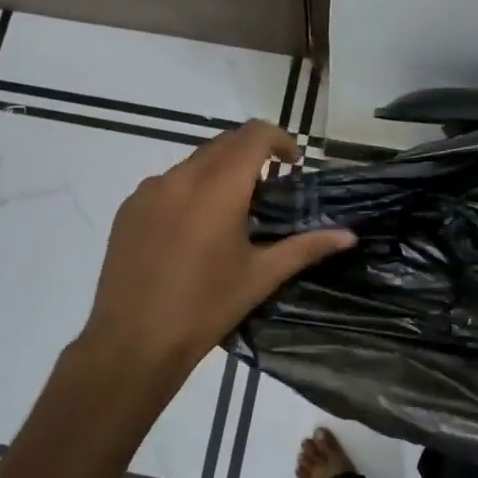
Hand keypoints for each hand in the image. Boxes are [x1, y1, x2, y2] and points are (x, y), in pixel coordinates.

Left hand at [73, 121, 355, 408]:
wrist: (133, 341)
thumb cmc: (205, 309)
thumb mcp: (260, 277)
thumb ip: (305, 248)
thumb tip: (348, 235)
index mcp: (218, 189)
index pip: (254, 135)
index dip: (279, 139)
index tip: (293, 164)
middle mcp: (181, 178)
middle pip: (224, 143)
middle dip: (251, 154)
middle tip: (269, 188)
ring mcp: (149, 190)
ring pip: (193, 162)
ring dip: (219, 171)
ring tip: (230, 212)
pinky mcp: (128, 208)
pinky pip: (166, 183)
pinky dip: (188, 189)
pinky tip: (192, 230)